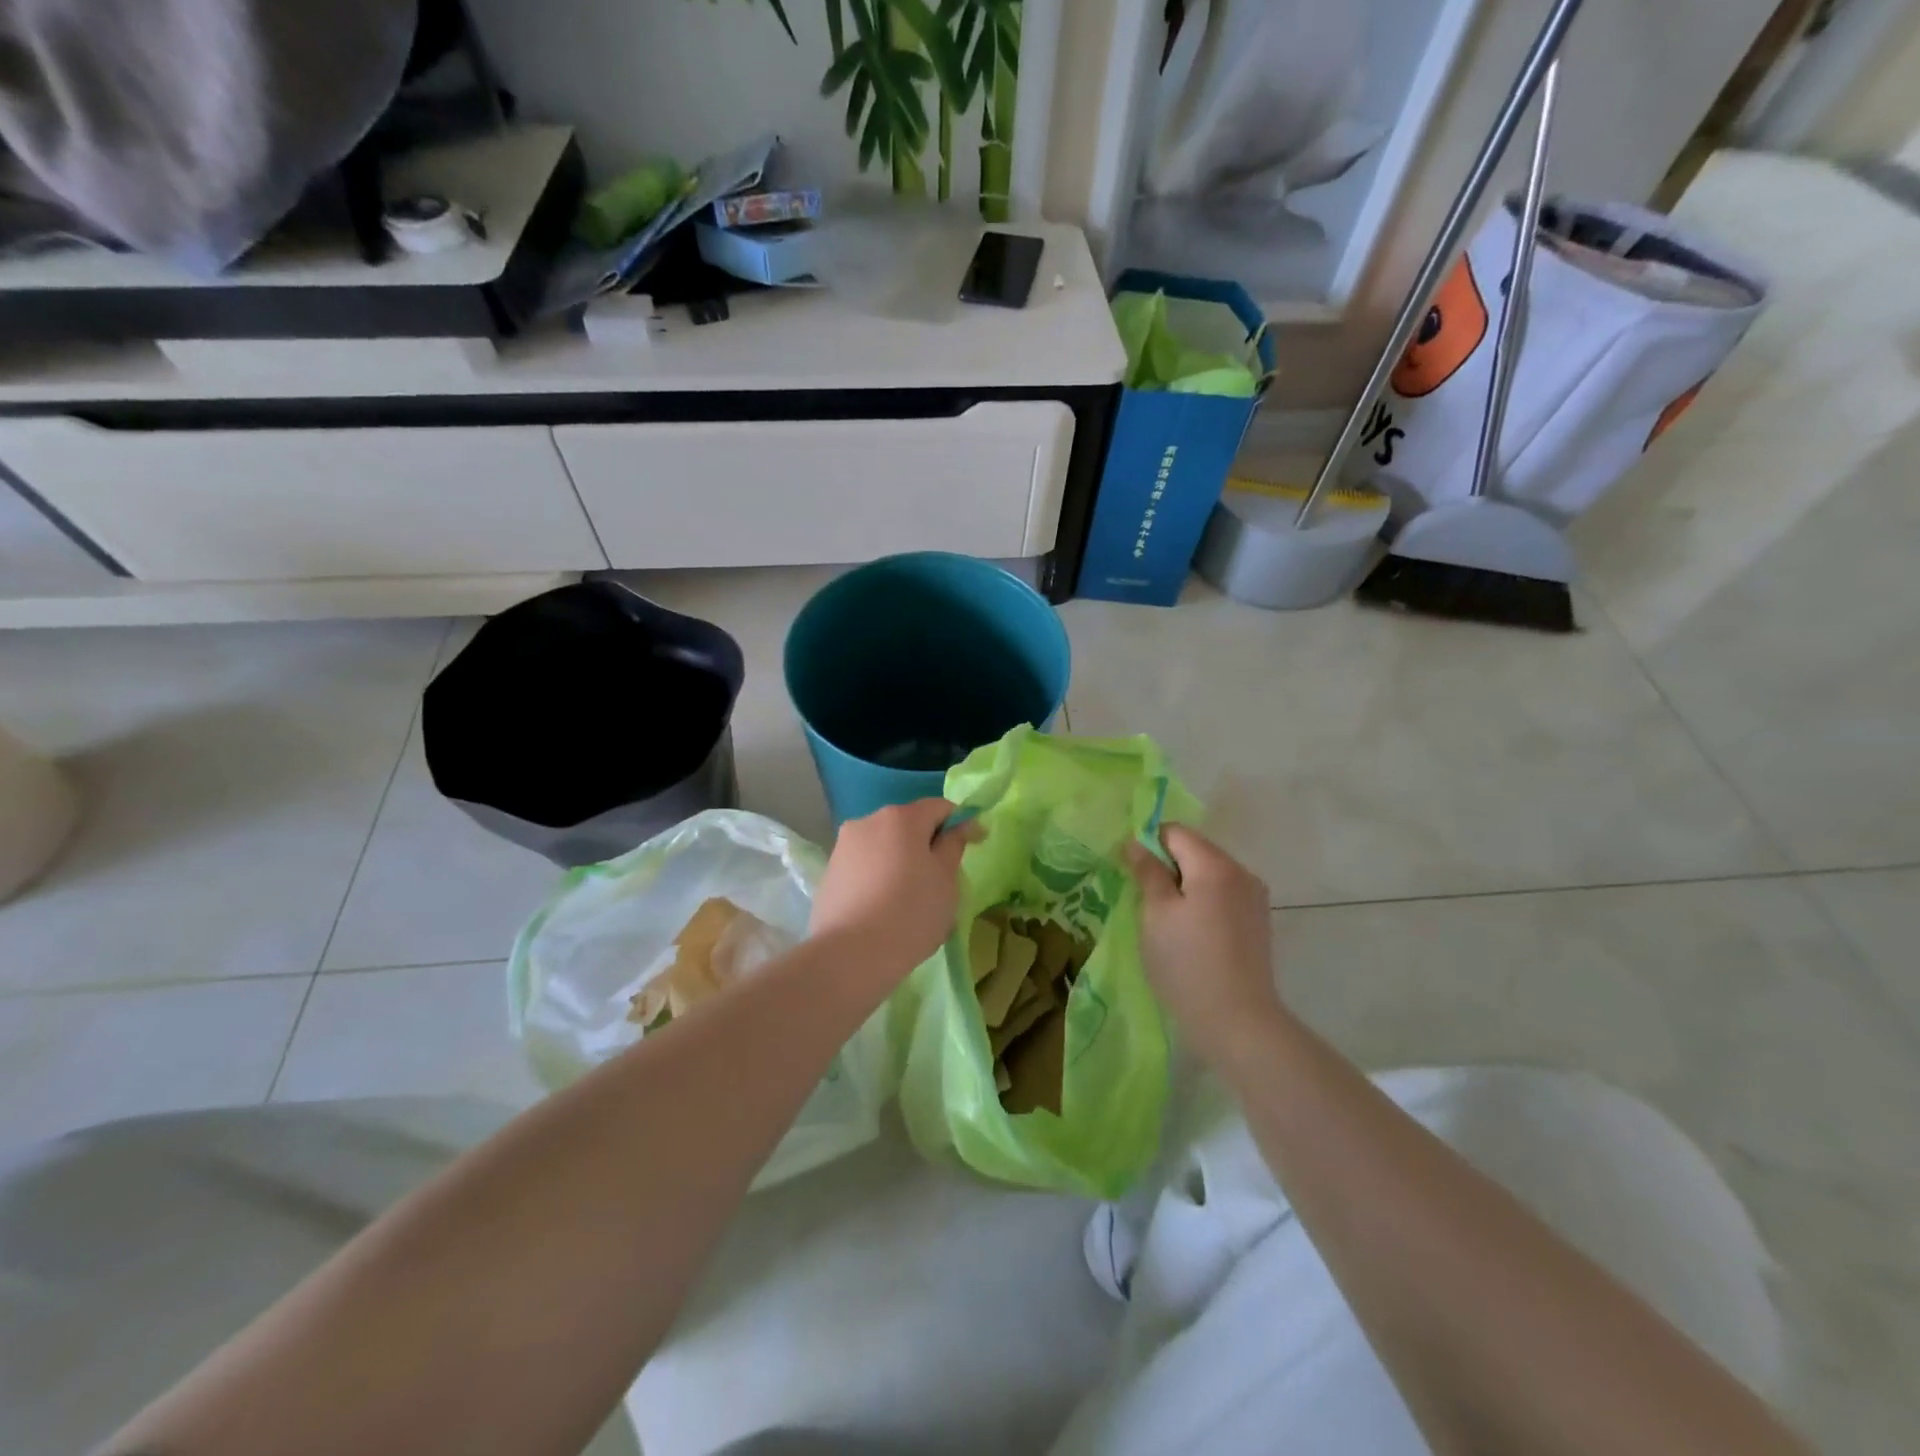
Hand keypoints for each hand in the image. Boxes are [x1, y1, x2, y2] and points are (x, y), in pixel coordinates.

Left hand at [811, 799, 978, 979]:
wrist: (849, 956)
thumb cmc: (910, 913)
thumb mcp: (946, 879)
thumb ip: (954, 845)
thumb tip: (960, 826)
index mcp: (901, 817)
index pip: (940, 807)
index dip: (962, 822)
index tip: (977, 844)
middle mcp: (868, 821)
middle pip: (909, 824)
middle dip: (928, 843)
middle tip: (945, 877)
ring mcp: (844, 846)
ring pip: (885, 845)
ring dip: (902, 860)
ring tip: (913, 896)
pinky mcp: (830, 872)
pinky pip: (866, 866)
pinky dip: (881, 876)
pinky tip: (886, 907)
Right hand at [1125, 825, 1285, 1064]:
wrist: (1238, 1022)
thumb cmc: (1187, 963)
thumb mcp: (1156, 914)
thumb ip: (1148, 872)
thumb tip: (1137, 843)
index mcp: (1215, 865)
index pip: (1175, 832)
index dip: (1148, 844)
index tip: (1130, 873)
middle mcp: (1241, 873)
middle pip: (1195, 851)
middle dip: (1167, 867)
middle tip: (1143, 900)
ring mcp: (1254, 899)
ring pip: (1208, 875)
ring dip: (1184, 887)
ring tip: (1165, 922)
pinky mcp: (1258, 923)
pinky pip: (1222, 896)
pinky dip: (1202, 903)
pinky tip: (1190, 935)